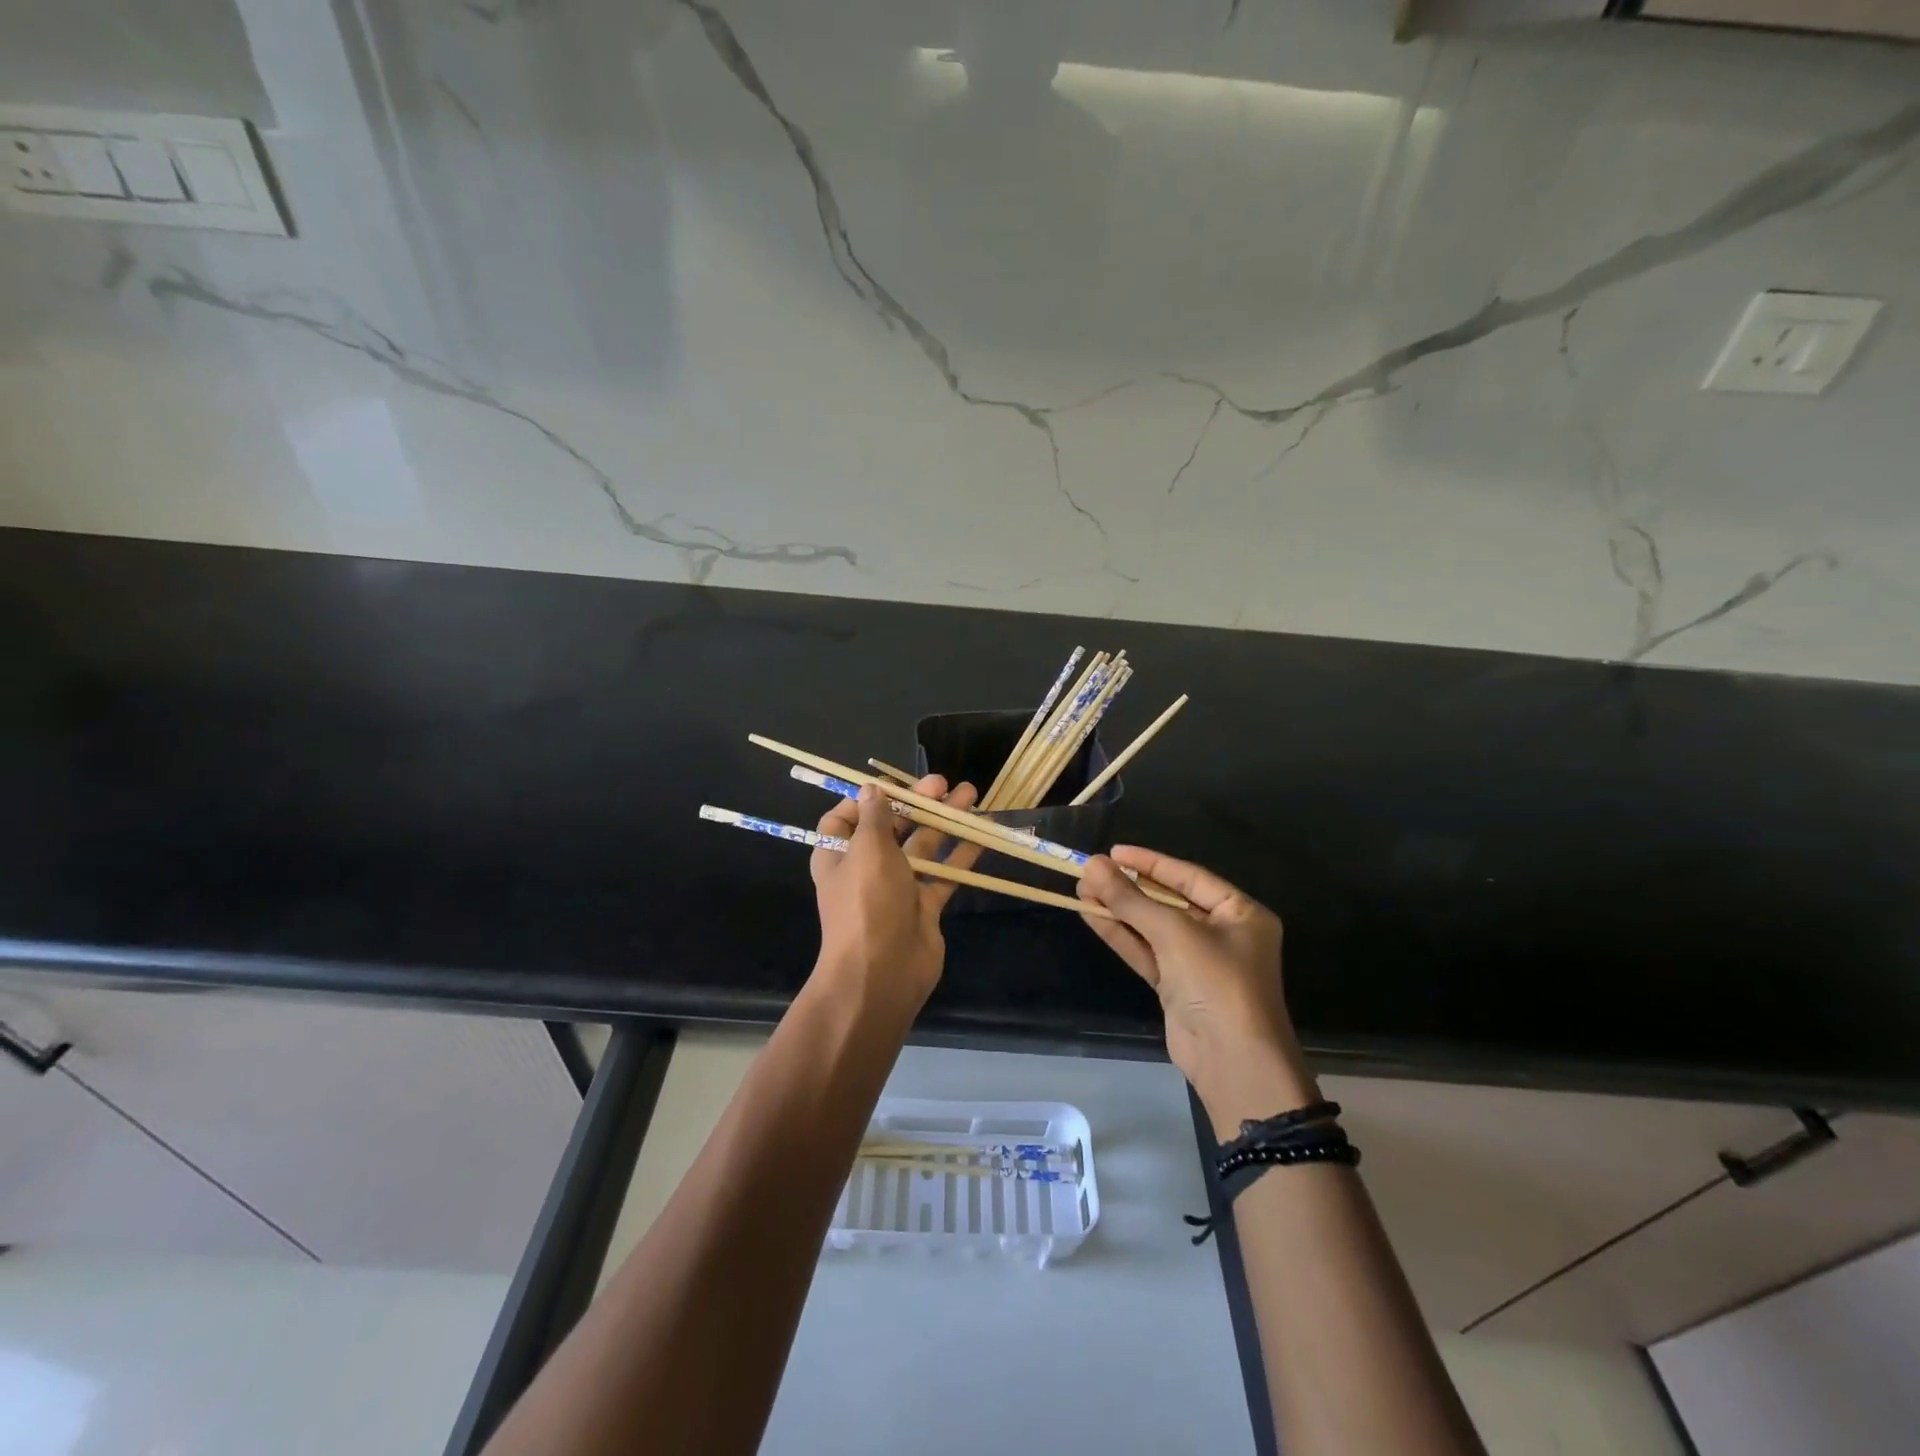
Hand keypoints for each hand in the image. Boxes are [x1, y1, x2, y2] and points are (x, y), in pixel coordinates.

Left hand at [809, 775, 980, 1025]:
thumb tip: (871, 788)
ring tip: (972, 796)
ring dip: (944, 822)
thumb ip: (876, 817)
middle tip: (945, 783)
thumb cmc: (868, 903)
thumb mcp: (868, 850)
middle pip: (891, 828)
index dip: (866, 800)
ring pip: (922, 847)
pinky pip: (943, 874)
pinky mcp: (923, 906)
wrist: (882, 973)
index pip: (845, 819)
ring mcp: (896, 888)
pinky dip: (960, 854)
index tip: (895, 785)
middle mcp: (865, 868)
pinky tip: (982, 834)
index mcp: (838, 854)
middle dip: (917, 804)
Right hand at [1077, 847, 1315, 1134]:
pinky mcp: (1177, 987)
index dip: (1150, 862)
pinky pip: (1146, 952)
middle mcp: (1223, 933)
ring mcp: (1198, 963)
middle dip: (1129, 887)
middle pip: (1168, 901)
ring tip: (1080, 889)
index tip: (1114, 851)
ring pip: (1152, 927)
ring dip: (1118, 910)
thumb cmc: (1217, 983)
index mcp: (1240, 913)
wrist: (1232, 1062)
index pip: (1189, 876)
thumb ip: (1130, 899)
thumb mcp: (1174, 933)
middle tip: (1090, 871)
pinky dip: (1121, 935)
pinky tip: (1091, 916)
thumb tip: (1092, 864)